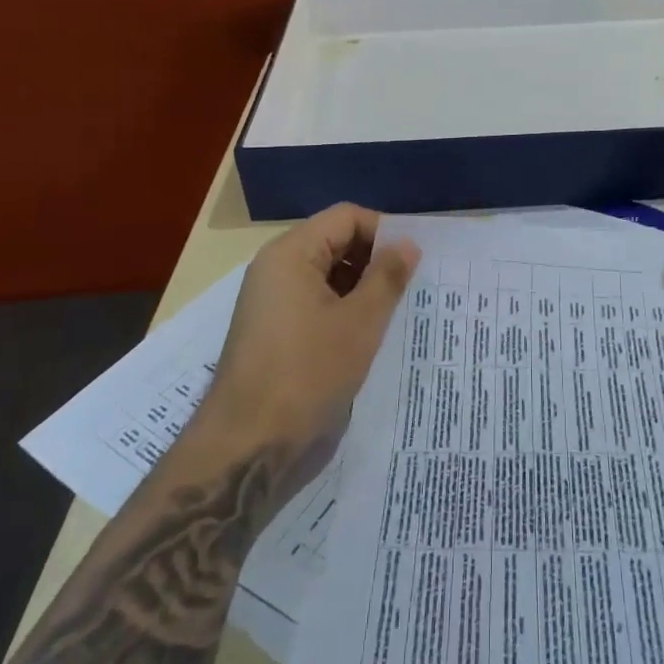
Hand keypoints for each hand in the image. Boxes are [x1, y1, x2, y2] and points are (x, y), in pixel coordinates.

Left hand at [198, 204, 419, 448]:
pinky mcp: (273, 331)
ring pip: (327, 276)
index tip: (415, 260)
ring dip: (362, 288)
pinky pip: (315, 303)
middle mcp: (277, 268)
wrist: (247, 446)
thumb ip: (387, 277)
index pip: (346, 217)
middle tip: (413, 285)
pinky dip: (343, 310)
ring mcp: (272, 301)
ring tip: (397, 311)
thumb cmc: (307, 374)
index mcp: (292, 253)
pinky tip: (369, 335)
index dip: (384, 231)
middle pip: (335, 242)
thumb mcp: (359, 323)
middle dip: (375, 259)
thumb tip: (408, 243)